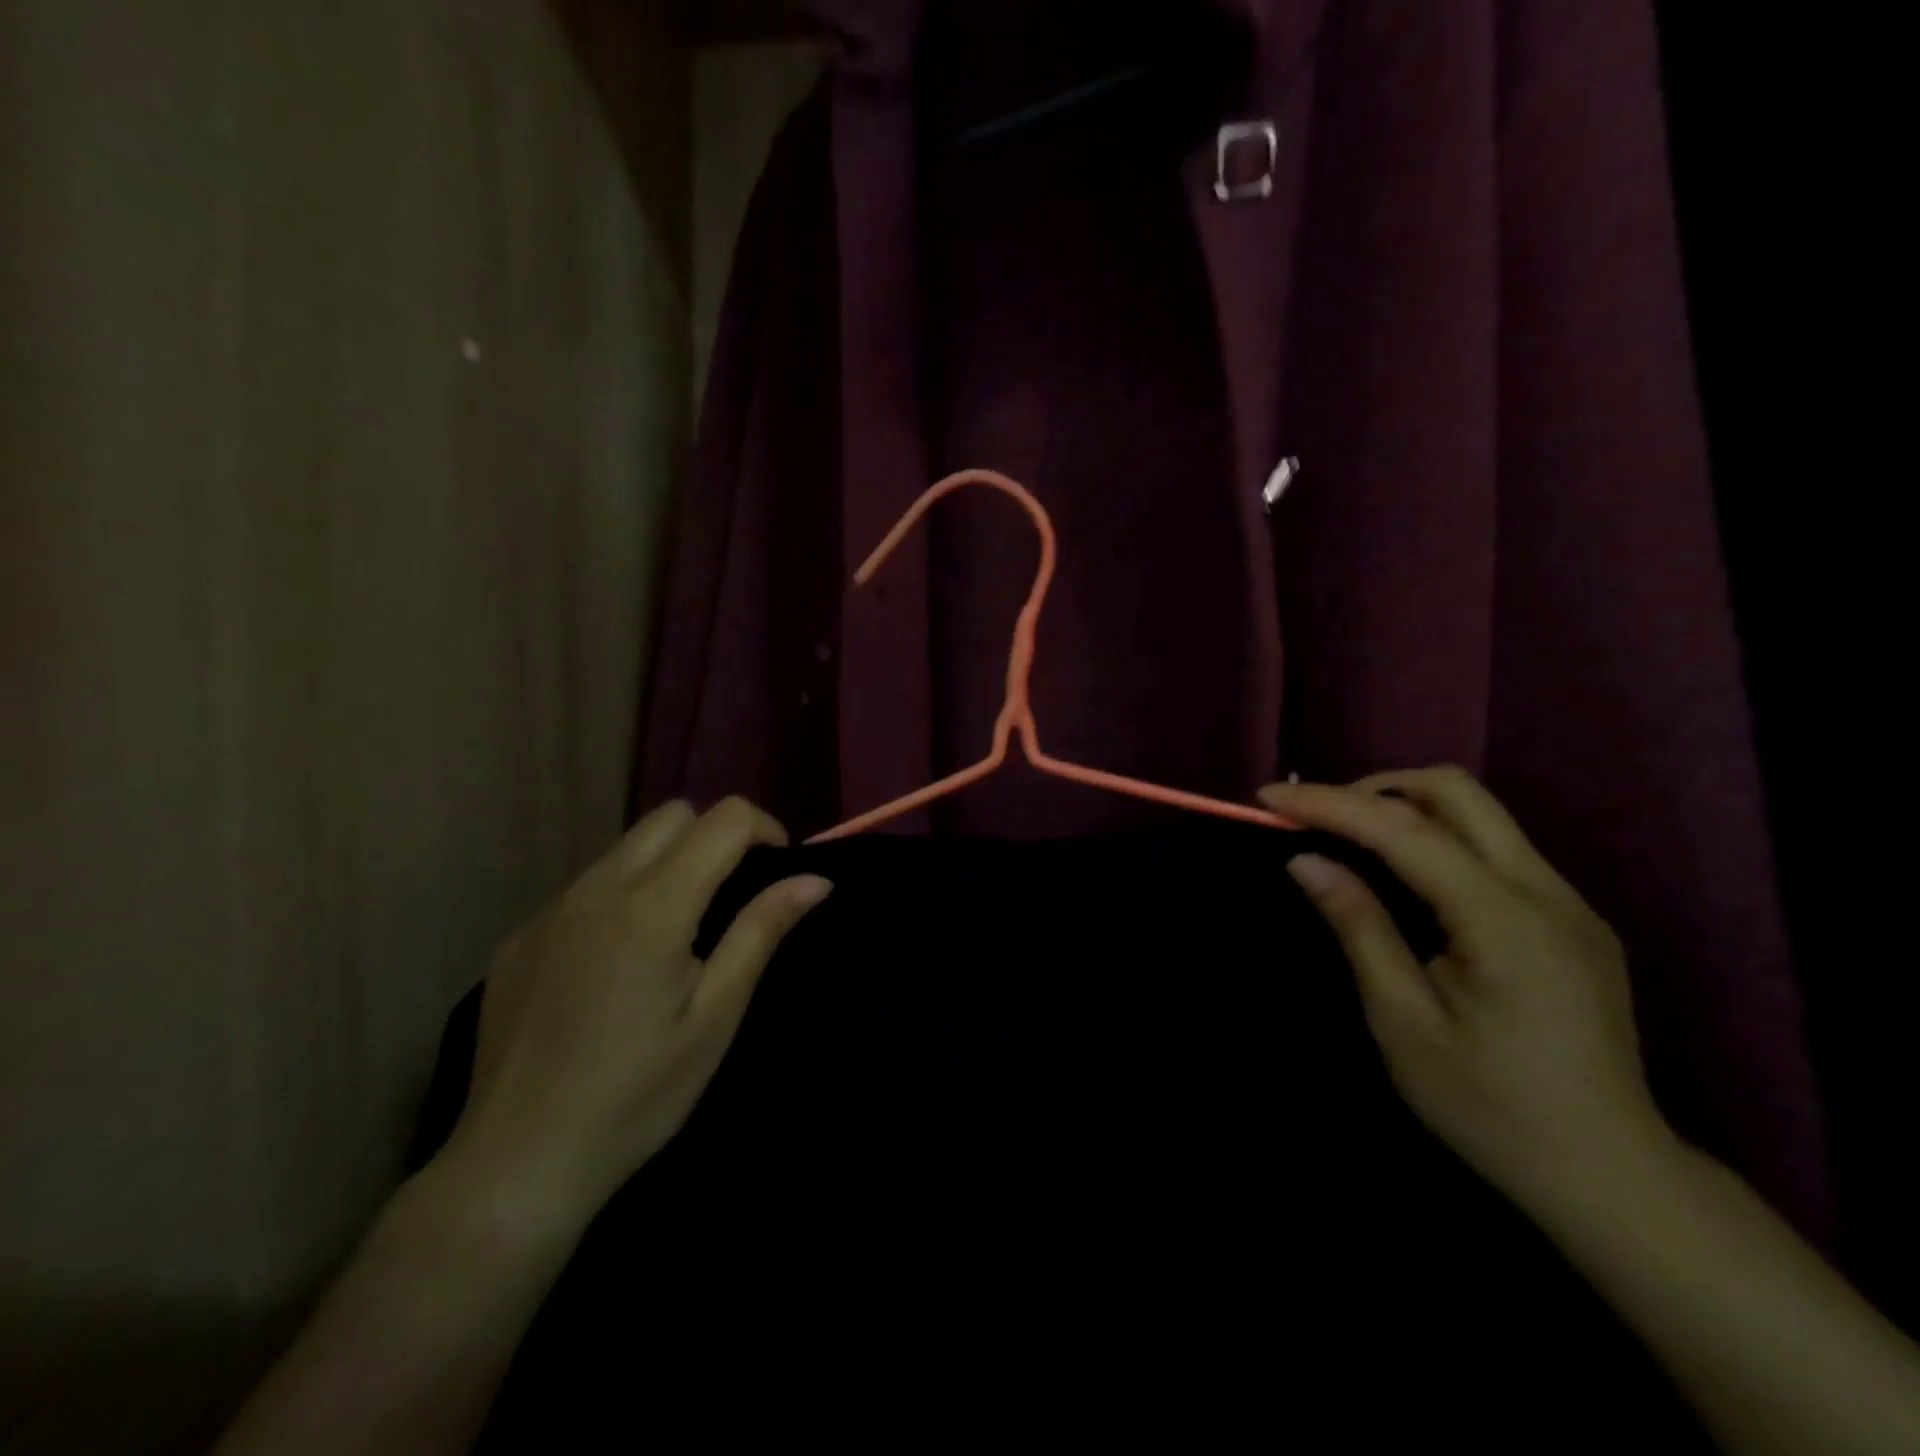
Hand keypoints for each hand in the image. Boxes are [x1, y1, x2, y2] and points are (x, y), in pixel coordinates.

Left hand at [441, 798, 831, 1229]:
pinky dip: (620, 897)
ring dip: (667, 863)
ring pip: (625, 847)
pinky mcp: (520, 938)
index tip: (779, 867)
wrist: (514, 1166)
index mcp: (653, 905)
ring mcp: (550, 910)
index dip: (764, 828)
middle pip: (671, 816)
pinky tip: (617, 966)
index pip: (724, 819)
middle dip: (714, 835)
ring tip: (678, 930)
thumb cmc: (637, 1095)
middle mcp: (597, 888)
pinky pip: (585, 888)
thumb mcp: (716, 1016)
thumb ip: (762, 931)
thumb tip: (816, 879)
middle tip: (732, 893)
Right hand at [1258, 768, 1669, 1211]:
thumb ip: (1359, 928)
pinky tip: (1403, 876)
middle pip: (1455, 792)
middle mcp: (1546, 893)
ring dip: (1403, 808)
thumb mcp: (1404, 1023)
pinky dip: (1434, 838)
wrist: (1612, 1178)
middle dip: (1373, 788)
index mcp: (1505, 922)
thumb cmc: (1492, 1108)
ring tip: (1346, 838)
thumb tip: (1306, 861)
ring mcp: (1568, 902)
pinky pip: (1493, 847)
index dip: (1331, 804)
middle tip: (1315, 818)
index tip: (1268, 797)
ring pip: (1478, 813)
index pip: (1405, 830)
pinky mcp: (1571, 918)